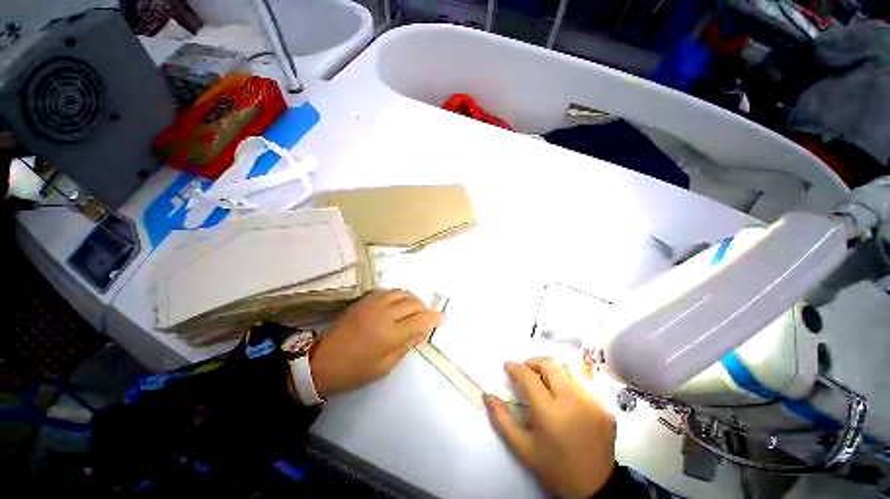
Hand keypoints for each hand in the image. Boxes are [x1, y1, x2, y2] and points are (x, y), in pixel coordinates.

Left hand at [310, 290, 441, 397]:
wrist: (322, 362)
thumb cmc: (355, 371)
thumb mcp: (385, 366)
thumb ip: (407, 345)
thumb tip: (422, 331)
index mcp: (389, 334)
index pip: (420, 320)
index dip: (433, 318)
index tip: (442, 318)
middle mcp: (383, 313)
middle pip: (413, 302)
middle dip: (424, 308)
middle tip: (426, 317)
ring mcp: (372, 304)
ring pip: (401, 292)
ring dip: (412, 299)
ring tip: (414, 309)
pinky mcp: (363, 300)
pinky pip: (387, 291)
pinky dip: (398, 296)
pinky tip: (398, 304)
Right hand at [484, 359, 616, 498]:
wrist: (595, 489)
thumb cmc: (554, 468)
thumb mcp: (523, 448)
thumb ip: (501, 419)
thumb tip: (487, 395)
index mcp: (549, 411)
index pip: (528, 376)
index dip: (515, 367)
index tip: (508, 366)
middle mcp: (572, 401)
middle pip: (550, 365)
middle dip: (534, 362)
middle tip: (526, 371)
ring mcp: (592, 402)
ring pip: (567, 371)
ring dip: (552, 371)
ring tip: (545, 383)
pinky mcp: (605, 407)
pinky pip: (582, 384)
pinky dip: (568, 384)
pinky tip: (564, 399)